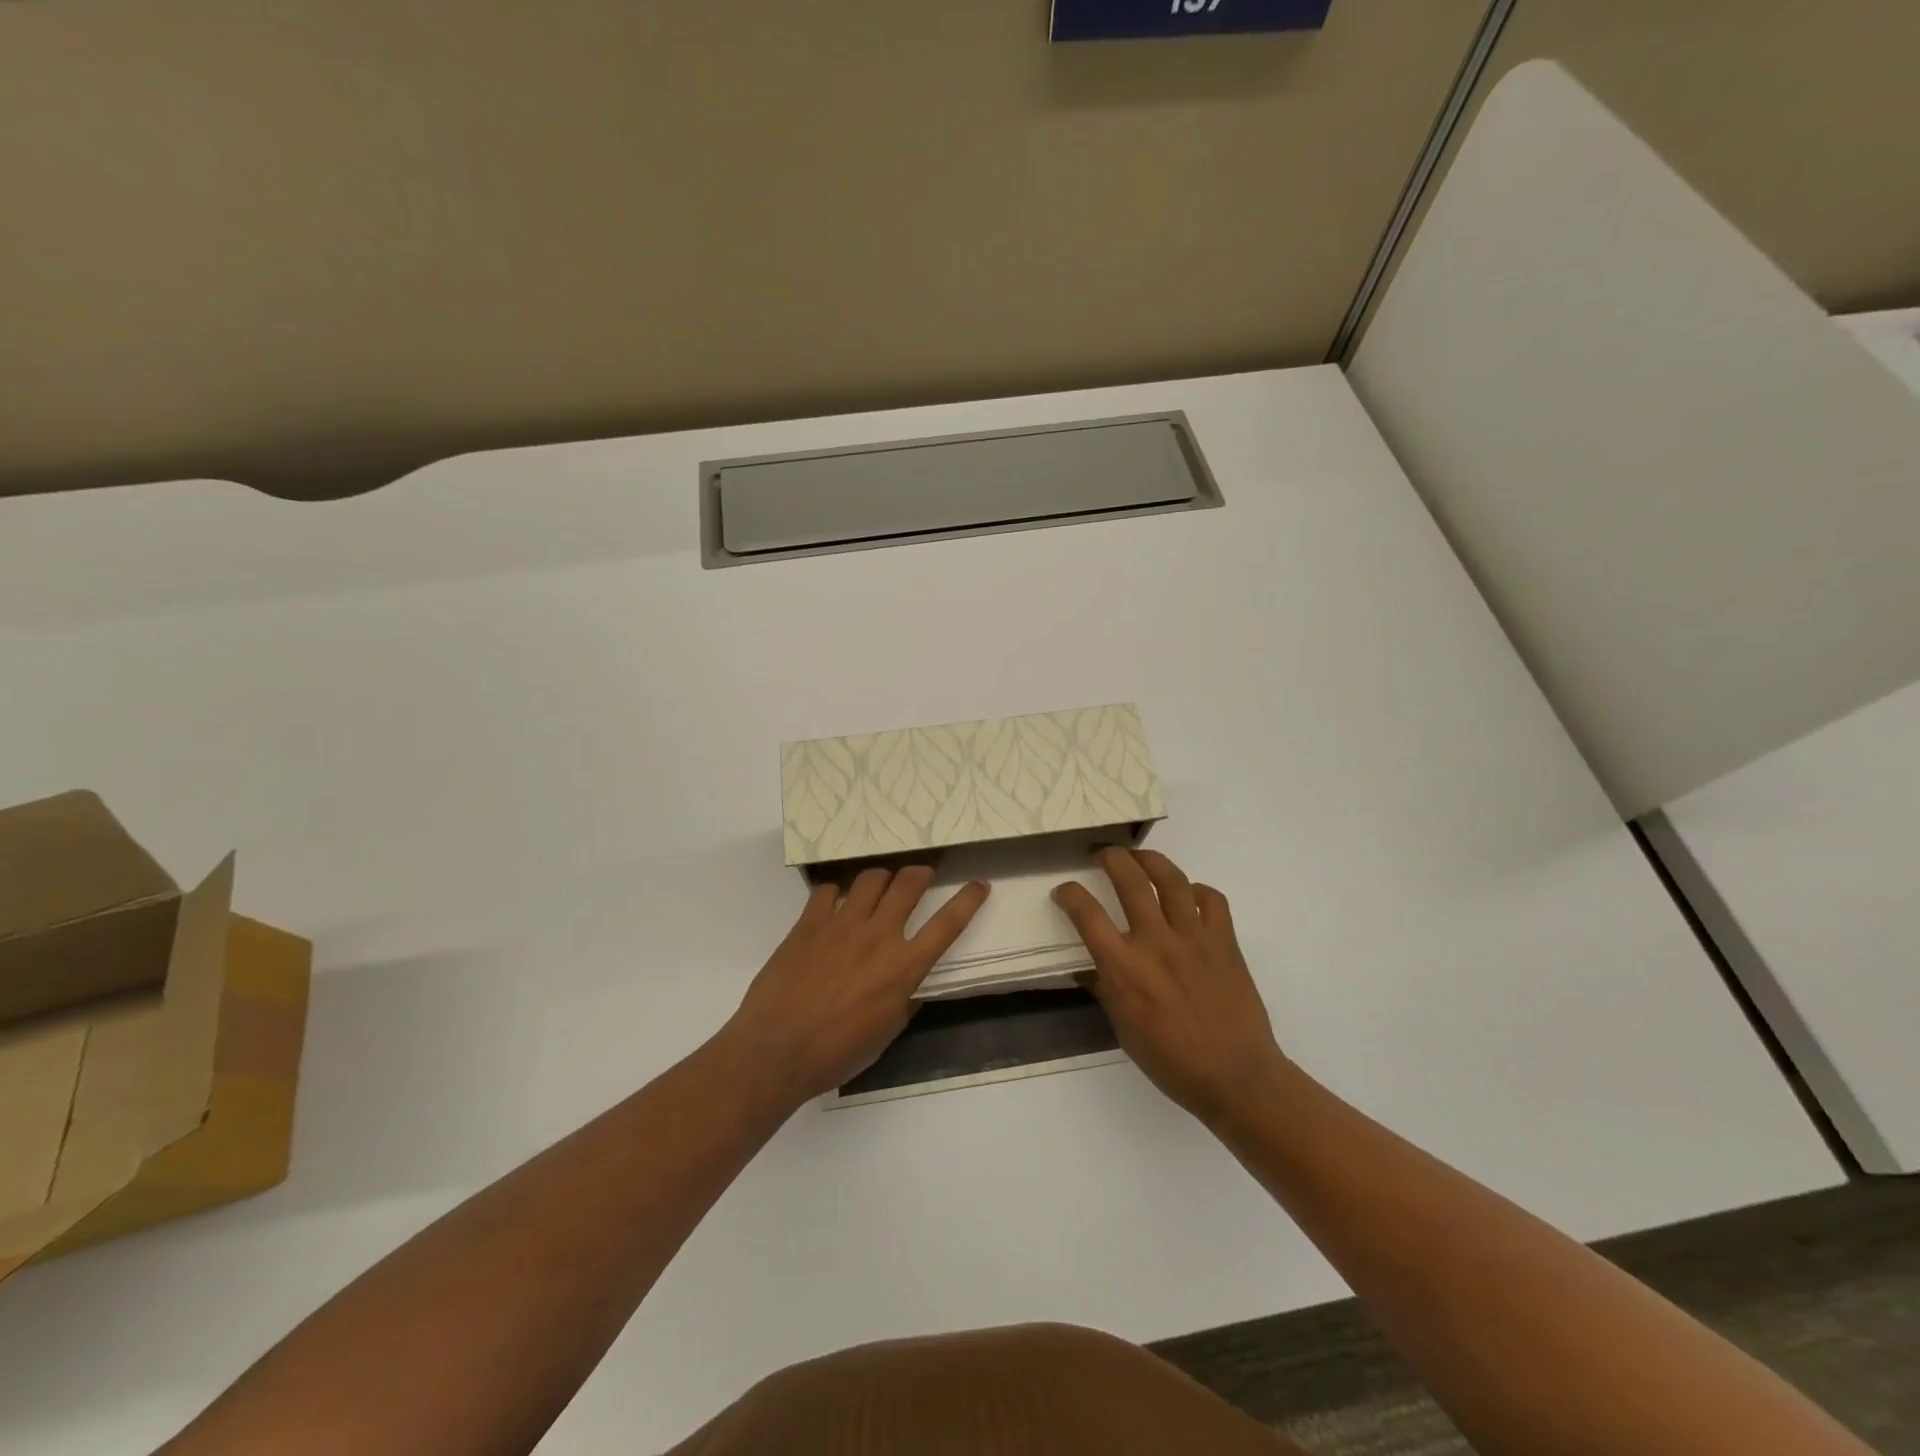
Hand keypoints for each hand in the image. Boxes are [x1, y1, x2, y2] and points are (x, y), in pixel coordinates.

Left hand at [719, 866, 989, 1106]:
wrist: (777, 1050)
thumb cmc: (837, 1053)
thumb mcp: (886, 1032)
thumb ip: (906, 999)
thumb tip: (914, 983)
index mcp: (903, 967)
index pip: (947, 924)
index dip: (968, 900)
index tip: (979, 884)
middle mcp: (879, 936)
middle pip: (909, 883)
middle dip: (921, 872)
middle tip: (922, 875)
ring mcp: (842, 924)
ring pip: (872, 877)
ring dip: (882, 877)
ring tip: (879, 886)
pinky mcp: (809, 922)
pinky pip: (828, 890)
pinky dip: (837, 892)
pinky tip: (834, 904)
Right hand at [1053, 848, 1285, 1124]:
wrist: (1236, 1076)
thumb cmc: (1172, 1061)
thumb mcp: (1124, 1029)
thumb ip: (1106, 989)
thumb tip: (1090, 967)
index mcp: (1124, 968)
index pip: (1087, 914)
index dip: (1069, 894)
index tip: (1064, 891)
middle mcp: (1156, 943)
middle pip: (1129, 880)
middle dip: (1111, 858)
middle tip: (1103, 854)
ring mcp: (1193, 938)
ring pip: (1171, 879)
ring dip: (1151, 860)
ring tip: (1140, 858)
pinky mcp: (1224, 941)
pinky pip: (1211, 899)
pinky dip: (1198, 890)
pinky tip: (1189, 895)